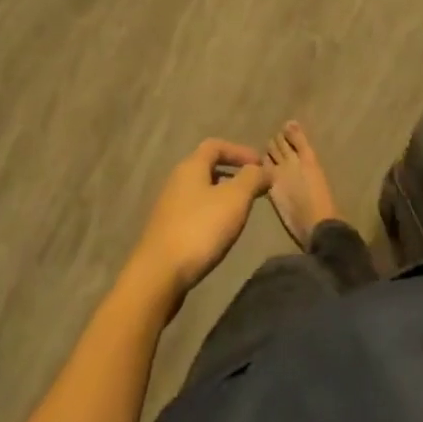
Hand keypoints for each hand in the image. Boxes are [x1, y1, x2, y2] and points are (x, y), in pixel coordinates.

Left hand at [125, 139, 271, 306]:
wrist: (158, 275)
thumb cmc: (200, 229)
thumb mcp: (235, 199)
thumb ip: (252, 179)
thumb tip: (264, 169)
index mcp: (191, 166)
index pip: (216, 146)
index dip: (240, 151)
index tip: (260, 165)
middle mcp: (176, 181)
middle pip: (207, 168)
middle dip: (232, 174)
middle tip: (253, 188)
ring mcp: (168, 207)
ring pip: (201, 191)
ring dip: (222, 196)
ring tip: (240, 212)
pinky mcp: (166, 231)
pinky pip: (194, 212)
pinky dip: (211, 214)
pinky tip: (220, 233)